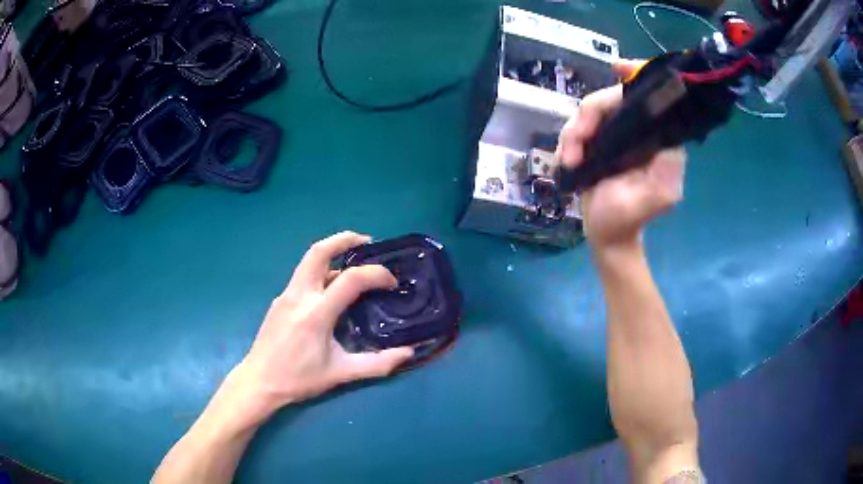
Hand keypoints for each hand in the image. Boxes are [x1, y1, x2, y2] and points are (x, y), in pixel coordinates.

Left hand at [234, 231, 413, 415]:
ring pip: (309, 261)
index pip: (350, 279)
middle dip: (344, 239)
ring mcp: (286, 295)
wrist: (260, 382)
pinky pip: (304, 276)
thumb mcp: (342, 374)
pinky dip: (323, 271)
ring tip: (355, 262)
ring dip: (333, 253)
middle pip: (319, 251)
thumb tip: (409, 353)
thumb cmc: (300, 379)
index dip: (376, 274)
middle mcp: (299, 296)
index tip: (391, 282)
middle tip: (368, 242)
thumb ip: (378, 364)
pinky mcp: (280, 300)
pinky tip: (333, 289)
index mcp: (316, 314)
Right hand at [557, 60, 685, 250]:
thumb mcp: (657, 197)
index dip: (636, 74)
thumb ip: (668, 168)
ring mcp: (616, 133)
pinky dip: (568, 140)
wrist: (606, 235)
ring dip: (574, 132)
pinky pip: (578, 125)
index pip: (650, 97)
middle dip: (588, 116)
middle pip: (610, 99)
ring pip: (589, 110)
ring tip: (569, 161)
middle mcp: (639, 130)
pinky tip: (566, 160)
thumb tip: (664, 133)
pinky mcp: (598, 140)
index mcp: (658, 138)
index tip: (616, 67)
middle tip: (574, 146)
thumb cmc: (629, 218)